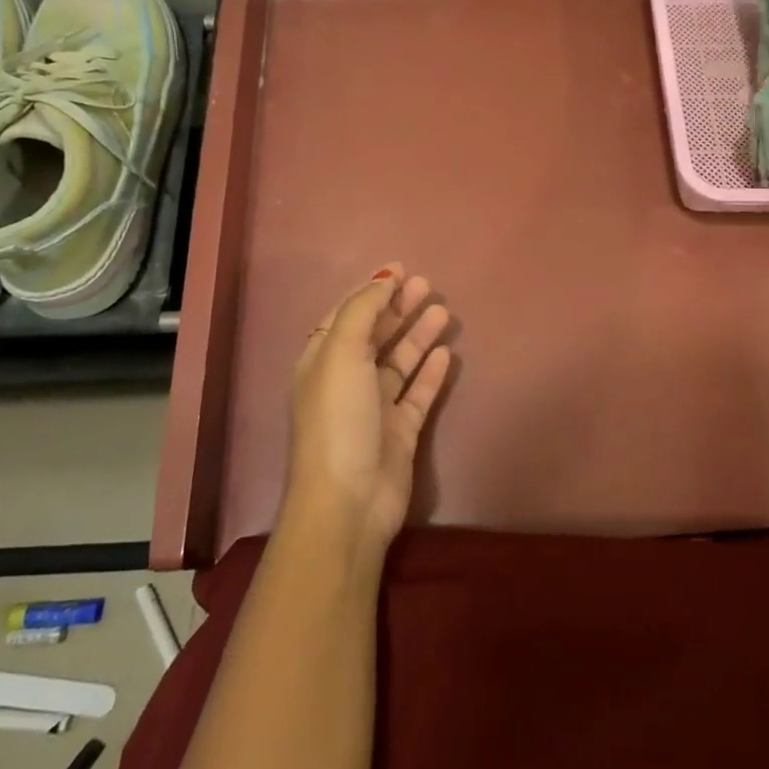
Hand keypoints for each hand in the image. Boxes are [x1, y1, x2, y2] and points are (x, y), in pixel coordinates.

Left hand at [285, 265, 453, 554]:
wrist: (349, 501)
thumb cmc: (338, 419)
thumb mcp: (341, 353)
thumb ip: (362, 310)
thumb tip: (383, 277)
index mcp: (322, 361)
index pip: (346, 315)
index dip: (370, 290)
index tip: (400, 268)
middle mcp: (346, 380)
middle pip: (375, 334)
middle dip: (398, 307)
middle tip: (427, 284)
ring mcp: (373, 408)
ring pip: (399, 362)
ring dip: (418, 335)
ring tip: (443, 311)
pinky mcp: (400, 431)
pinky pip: (417, 393)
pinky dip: (430, 372)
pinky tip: (446, 353)